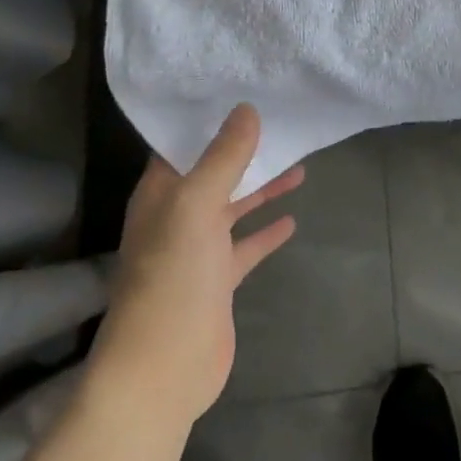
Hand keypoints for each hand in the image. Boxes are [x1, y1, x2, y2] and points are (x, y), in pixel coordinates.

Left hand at [92, 105, 303, 429]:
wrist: (163, 368)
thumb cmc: (173, 277)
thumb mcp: (196, 206)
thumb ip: (223, 158)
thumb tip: (247, 109)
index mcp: (161, 194)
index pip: (182, 145)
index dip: (209, 120)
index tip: (244, 92)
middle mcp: (176, 217)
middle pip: (214, 173)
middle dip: (244, 150)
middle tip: (281, 122)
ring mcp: (198, 250)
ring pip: (234, 206)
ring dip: (262, 186)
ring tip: (299, 163)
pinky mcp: (219, 280)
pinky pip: (247, 245)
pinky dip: (267, 231)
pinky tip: (292, 219)